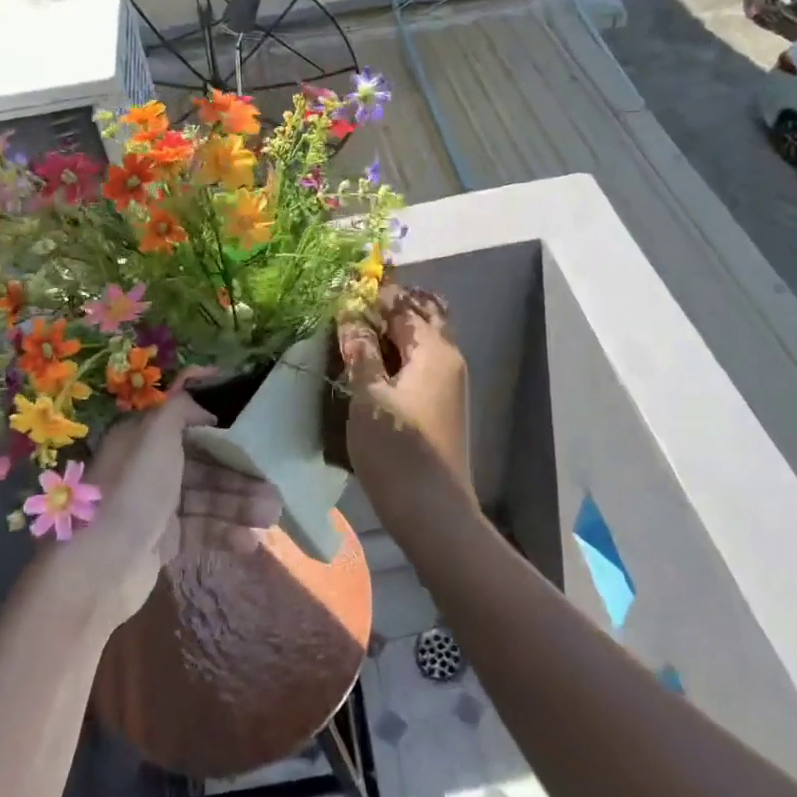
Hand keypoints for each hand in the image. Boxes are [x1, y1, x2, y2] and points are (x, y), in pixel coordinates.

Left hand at [39, 394, 281, 632]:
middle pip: (203, 464)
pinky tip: (250, 541)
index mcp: (143, 438)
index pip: (186, 424)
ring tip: (272, 515)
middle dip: (239, 474)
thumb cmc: (133, 491)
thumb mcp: (156, 435)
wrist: (100, 568)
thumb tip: (205, 406)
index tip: (252, 428)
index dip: (218, 424)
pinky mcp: (163, 540)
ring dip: (239, 505)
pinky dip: (225, 532)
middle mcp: (149, 468)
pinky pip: (200, 528)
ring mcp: (156, 506)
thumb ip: (180, 408)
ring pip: (206, 497)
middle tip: (274, 486)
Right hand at [337, 286, 474, 535]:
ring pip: (425, 339)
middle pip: (424, 315)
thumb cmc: (397, 449)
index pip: (403, 305)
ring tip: (361, 328)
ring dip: (397, 327)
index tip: (346, 286)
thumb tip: (350, 316)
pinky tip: (376, 362)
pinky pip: (423, 362)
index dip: (374, 293)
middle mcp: (449, 358)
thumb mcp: (368, 396)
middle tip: (357, 303)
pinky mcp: (443, 403)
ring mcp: (450, 382)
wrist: (434, 510)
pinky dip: (402, 352)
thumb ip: (360, 352)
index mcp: (433, 349)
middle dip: (393, 304)